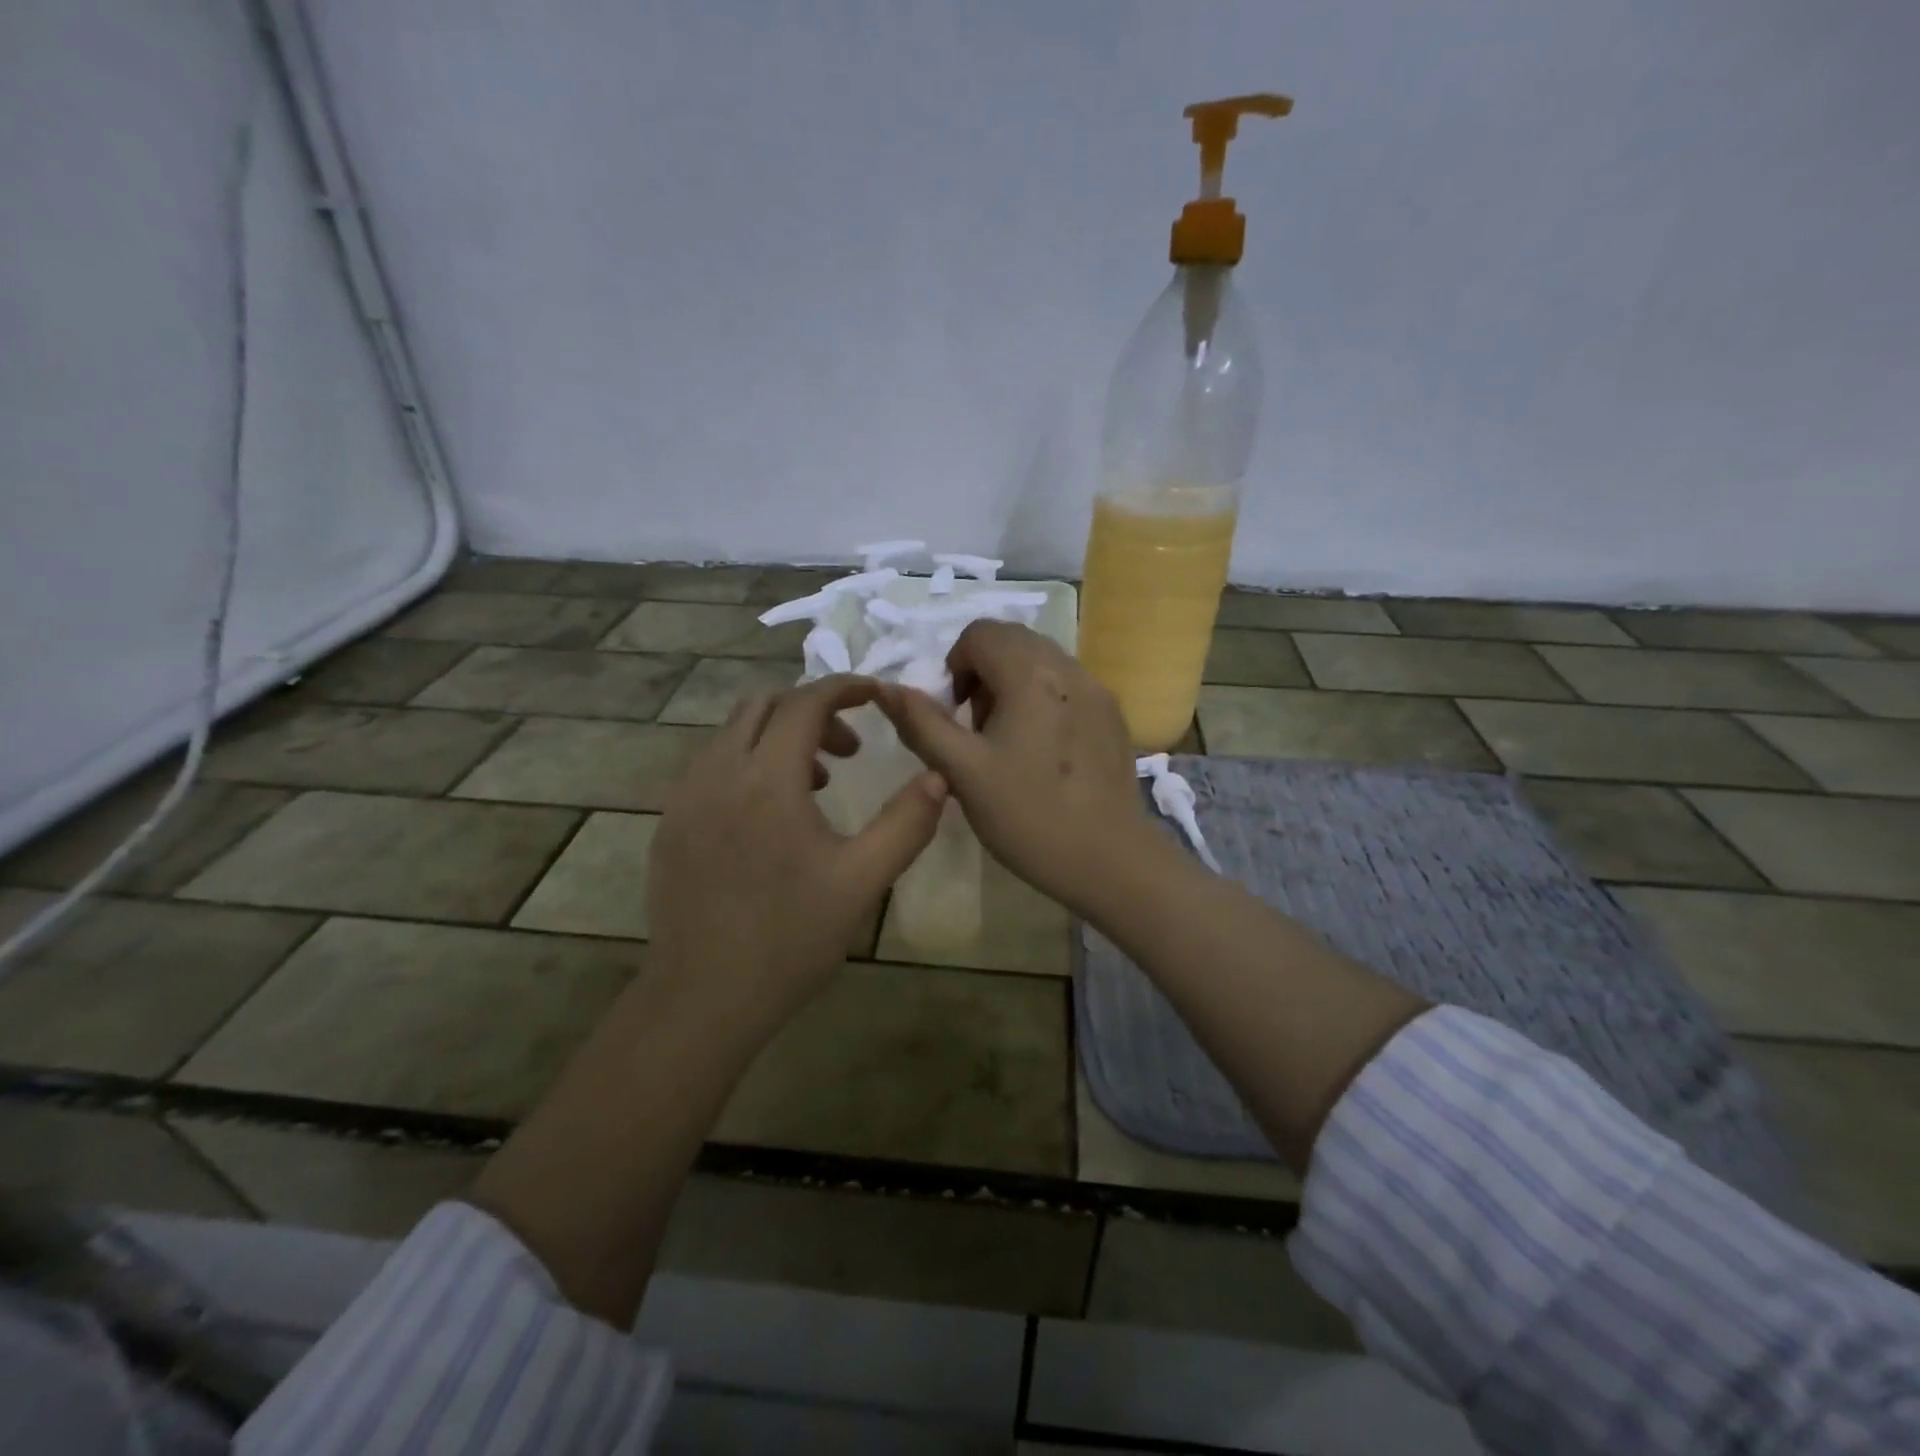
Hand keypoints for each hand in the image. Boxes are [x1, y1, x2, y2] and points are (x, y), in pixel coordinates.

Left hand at [648, 675, 947, 1026]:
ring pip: (732, 733)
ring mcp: (684, 796)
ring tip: (818, 784)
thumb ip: (906, 823)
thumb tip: (938, 777)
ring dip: (779, 736)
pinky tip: (770, 815)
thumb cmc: (790, 939)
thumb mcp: (862, 881)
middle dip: (813, 712)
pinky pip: (711, 764)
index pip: (805, 702)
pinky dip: (748, 762)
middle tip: (851, 750)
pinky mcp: (669, 822)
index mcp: (766, 779)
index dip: (846, 688)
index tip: (877, 696)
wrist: (702, 998)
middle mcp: (717, 772)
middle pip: (764, 706)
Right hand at [876, 620, 1155, 915]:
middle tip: (978, 727)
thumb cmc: (1028, 815)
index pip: (981, 633)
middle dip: (984, 672)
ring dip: (1013, 684)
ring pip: (1042, 661)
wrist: (1108, 860)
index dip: (955, 665)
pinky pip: (1068, 684)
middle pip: (1013, 641)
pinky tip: (1043, 752)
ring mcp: (1098, 690)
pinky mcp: (1113, 715)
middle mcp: (1068, 669)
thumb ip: (923, 724)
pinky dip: (1043, 698)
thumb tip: (887, 688)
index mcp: (1030, 675)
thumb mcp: (963, 772)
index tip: (954, 713)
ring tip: (1009, 741)